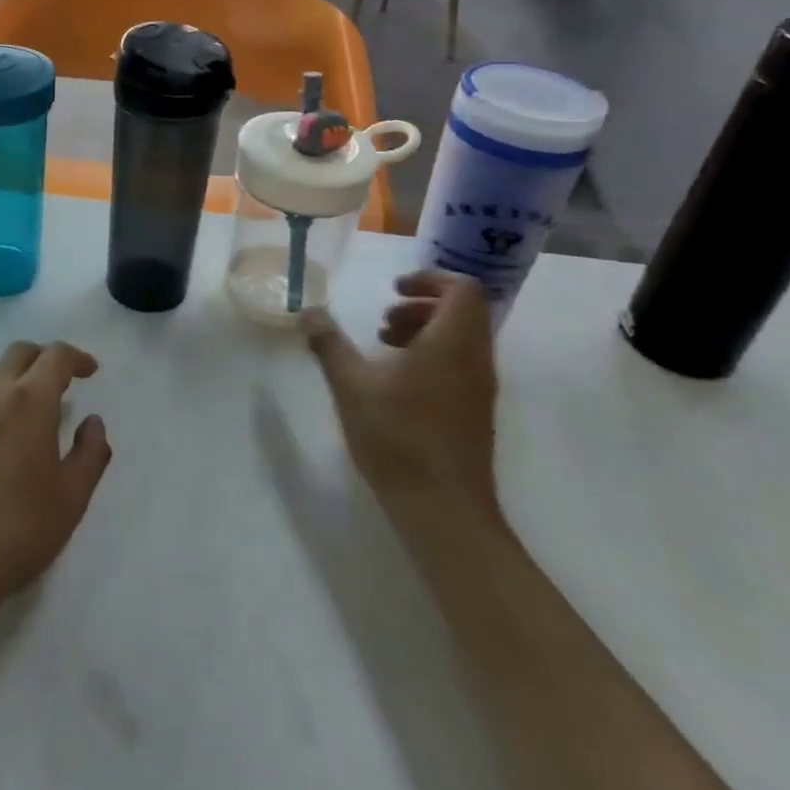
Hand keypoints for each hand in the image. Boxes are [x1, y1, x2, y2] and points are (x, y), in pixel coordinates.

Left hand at [0, 341, 111, 617]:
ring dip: (8, 372)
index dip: (76, 357)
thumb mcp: (71, 499)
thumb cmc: (17, 530)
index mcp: (30, 400)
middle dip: (43, 358)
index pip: (55, 356)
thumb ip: (90, 454)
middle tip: (59, 380)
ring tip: (20, 398)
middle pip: (18, 353)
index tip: (89, 371)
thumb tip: (92, 422)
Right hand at [300, 270, 501, 522]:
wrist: (444, 510)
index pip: (462, 289)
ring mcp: (480, 390)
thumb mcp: (350, 385)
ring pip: (462, 339)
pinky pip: (461, 365)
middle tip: (382, 322)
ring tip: (384, 349)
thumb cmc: (398, 438)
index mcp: (451, 344)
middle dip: (421, 305)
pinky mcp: (476, 413)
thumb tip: (309, 312)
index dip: (429, 278)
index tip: (393, 290)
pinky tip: (396, 383)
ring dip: (424, 331)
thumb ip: (329, 344)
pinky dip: (432, 356)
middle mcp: (475, 361)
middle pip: (463, 312)